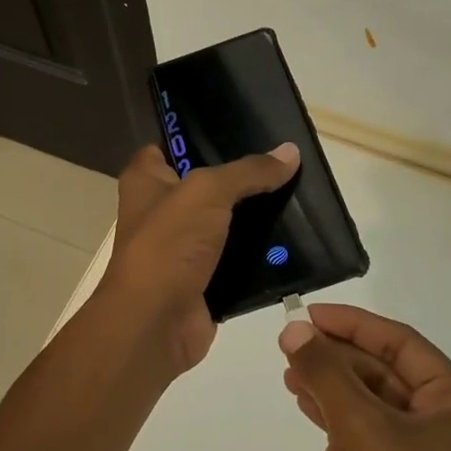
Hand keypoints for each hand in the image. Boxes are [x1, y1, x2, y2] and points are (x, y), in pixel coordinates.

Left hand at [100, 142, 300, 374]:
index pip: (171, 145)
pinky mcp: (205, 279)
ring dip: (259, 217)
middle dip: (244, 177)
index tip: (244, 126)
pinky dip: (262, 255)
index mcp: (147, 180)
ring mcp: (184, 248)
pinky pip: (240, 260)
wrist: (156, 323)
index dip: (202, 135)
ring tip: (303, 198)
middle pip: (208, 185)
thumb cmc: (168, 245)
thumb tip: (290, 152)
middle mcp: (162, 211)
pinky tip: (297, 241)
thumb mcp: (207, 192)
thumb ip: (249, 171)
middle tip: (287, 162)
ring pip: (228, 224)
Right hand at [278, 304, 450, 450]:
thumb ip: (325, 371)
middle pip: (386, 368)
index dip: (353, 324)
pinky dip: (335, 410)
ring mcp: (423, 450)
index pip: (401, 342)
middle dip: (338, 354)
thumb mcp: (357, 427)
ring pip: (372, 397)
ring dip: (332, 380)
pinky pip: (366, 426)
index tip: (309, 313)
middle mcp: (447, 421)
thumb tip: (294, 328)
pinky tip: (304, 398)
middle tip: (292, 342)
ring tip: (290, 369)